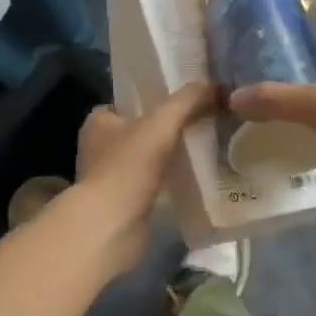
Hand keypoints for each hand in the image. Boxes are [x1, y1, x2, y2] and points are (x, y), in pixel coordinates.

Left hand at [73, 81, 214, 274]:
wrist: (110, 229)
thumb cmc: (127, 166)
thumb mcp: (162, 122)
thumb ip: (188, 100)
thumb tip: (217, 86)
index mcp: (98, 123)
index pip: (126, 102)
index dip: (152, 99)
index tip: (181, 100)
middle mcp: (98, 148)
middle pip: (138, 130)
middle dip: (164, 128)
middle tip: (199, 122)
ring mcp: (109, 179)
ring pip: (145, 158)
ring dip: (168, 156)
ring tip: (202, 147)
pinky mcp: (122, 205)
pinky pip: (150, 184)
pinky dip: (168, 181)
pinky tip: (193, 177)